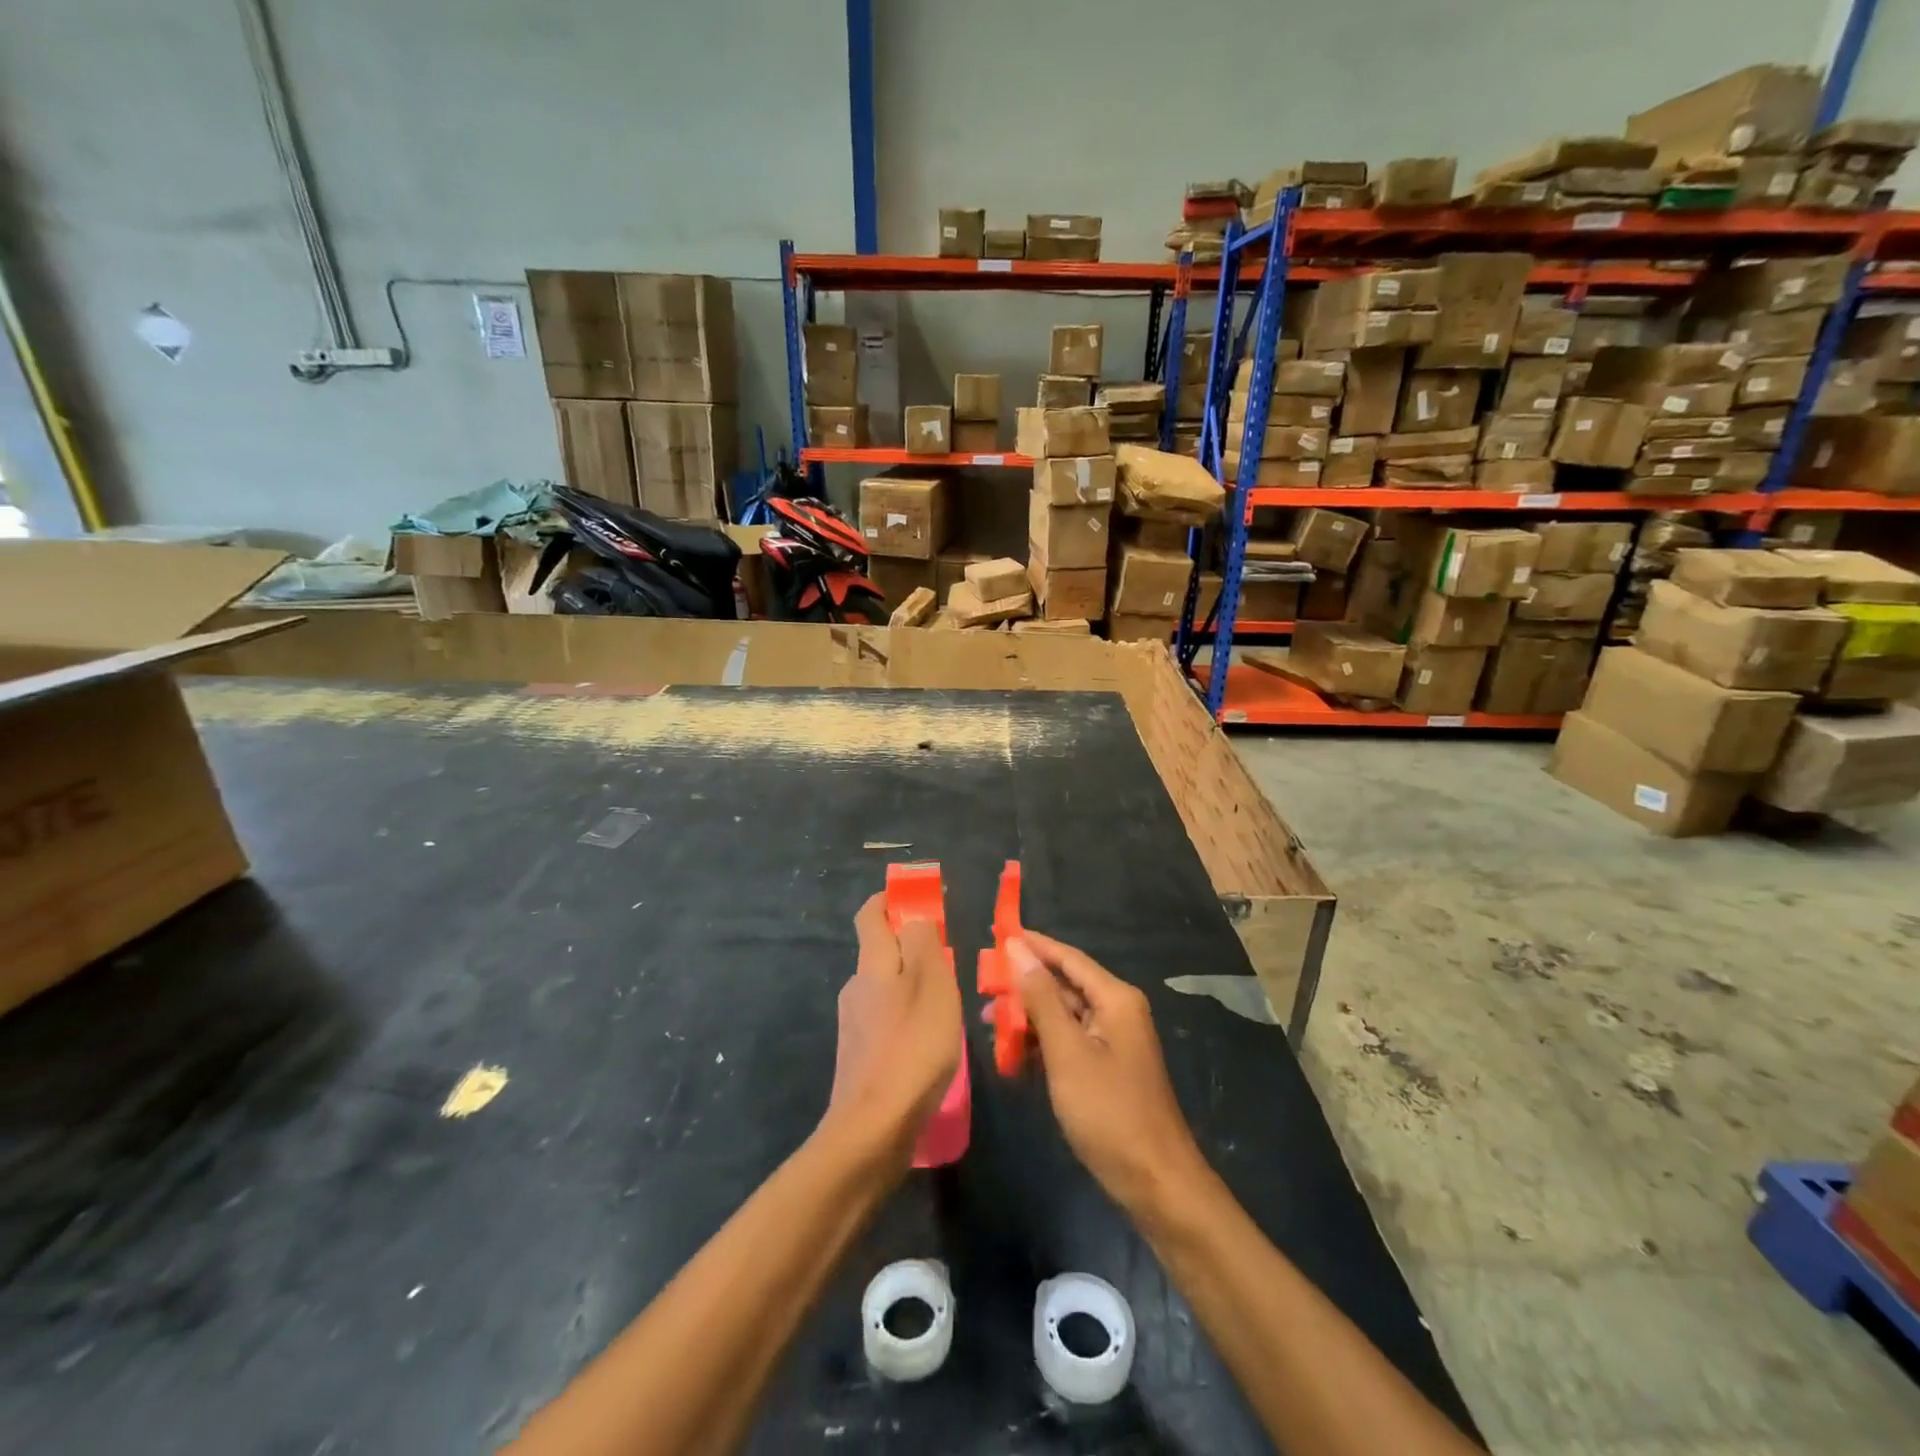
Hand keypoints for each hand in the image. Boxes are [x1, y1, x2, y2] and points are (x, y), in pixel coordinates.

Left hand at [823, 893, 962, 1166]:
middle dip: (910, 945)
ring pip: (886, 989)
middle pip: (880, 952)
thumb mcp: (931, 984)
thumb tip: (914, 916)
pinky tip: (932, 1041)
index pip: (870, 914)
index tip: (919, 897)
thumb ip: (923, 943)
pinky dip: (908, 1017)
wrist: (873, 1130)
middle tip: (950, 955)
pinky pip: (888, 1021)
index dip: (891, 899)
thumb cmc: (912, 1047)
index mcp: (871, 964)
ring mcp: (855, 1025)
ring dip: (912, 985)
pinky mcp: (862, 1057)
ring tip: (949, 1002)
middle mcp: (856, 988)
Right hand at [1012, 931, 1205, 1212]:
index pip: (1067, 958)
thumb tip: (1017, 949)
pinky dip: (1042, 1044)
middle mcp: (1117, 1011)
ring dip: (1028, 1018)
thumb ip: (1041, 998)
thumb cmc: (1109, 1112)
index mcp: (1115, 998)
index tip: (996, 933)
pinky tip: (1013, 1055)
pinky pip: (1068, 1042)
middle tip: (982, 986)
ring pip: (1063, 1016)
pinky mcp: (1106, 1068)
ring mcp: (1113, 1041)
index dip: (1032, 945)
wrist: (1156, 1183)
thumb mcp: (1068, 1052)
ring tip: (988, 1022)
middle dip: (1024, 986)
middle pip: (1064, 985)